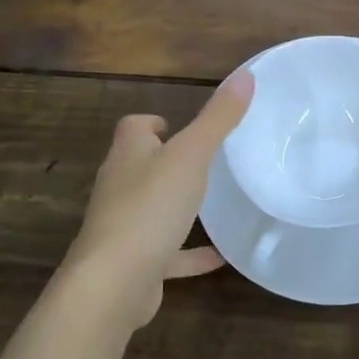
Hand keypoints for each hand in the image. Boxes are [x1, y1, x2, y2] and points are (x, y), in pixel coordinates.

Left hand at [58, 71, 253, 334]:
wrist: (113, 283)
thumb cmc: (150, 207)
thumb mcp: (192, 155)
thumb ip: (219, 118)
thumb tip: (245, 74)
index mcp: (128, 155)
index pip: (133, 127)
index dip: (152, 122)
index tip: (177, 125)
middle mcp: (120, 187)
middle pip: (139, 165)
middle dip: (165, 161)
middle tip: (202, 160)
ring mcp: (124, 227)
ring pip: (151, 208)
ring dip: (176, 206)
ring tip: (211, 204)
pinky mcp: (134, 263)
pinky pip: (167, 253)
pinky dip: (189, 252)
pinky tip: (219, 257)